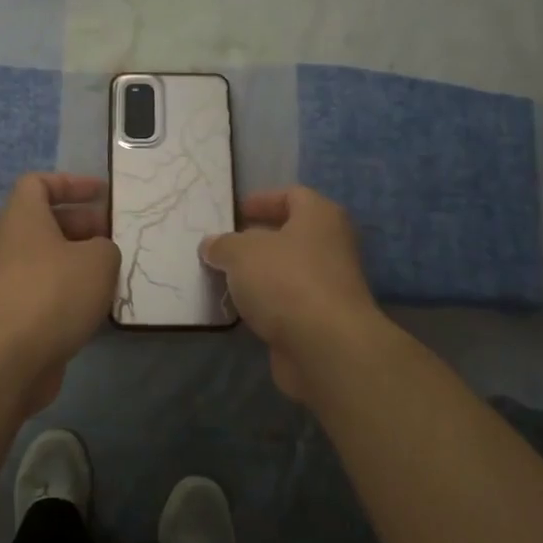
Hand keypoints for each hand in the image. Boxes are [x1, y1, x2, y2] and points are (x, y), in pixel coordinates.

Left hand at [0, 174, 120, 414]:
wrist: (8, 358)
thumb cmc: (53, 293)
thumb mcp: (98, 259)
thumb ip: (106, 247)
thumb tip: (98, 255)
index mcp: (23, 217)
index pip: (39, 183)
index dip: (71, 183)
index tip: (102, 193)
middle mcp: (11, 243)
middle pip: (48, 222)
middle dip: (85, 225)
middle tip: (118, 237)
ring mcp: (10, 280)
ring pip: (51, 259)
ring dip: (82, 262)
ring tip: (116, 273)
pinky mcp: (16, 314)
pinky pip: (49, 290)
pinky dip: (73, 292)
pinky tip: (100, 306)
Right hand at [200, 186, 385, 402]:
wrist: (325, 347)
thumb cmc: (285, 281)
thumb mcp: (240, 253)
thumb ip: (222, 245)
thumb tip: (211, 245)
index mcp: (320, 217)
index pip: (292, 196)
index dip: (263, 200)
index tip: (235, 212)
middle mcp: (331, 246)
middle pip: (290, 234)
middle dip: (256, 240)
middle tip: (223, 246)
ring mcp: (329, 285)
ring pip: (287, 271)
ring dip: (258, 274)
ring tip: (223, 277)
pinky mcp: (321, 320)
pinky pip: (287, 302)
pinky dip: (266, 303)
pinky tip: (240, 308)